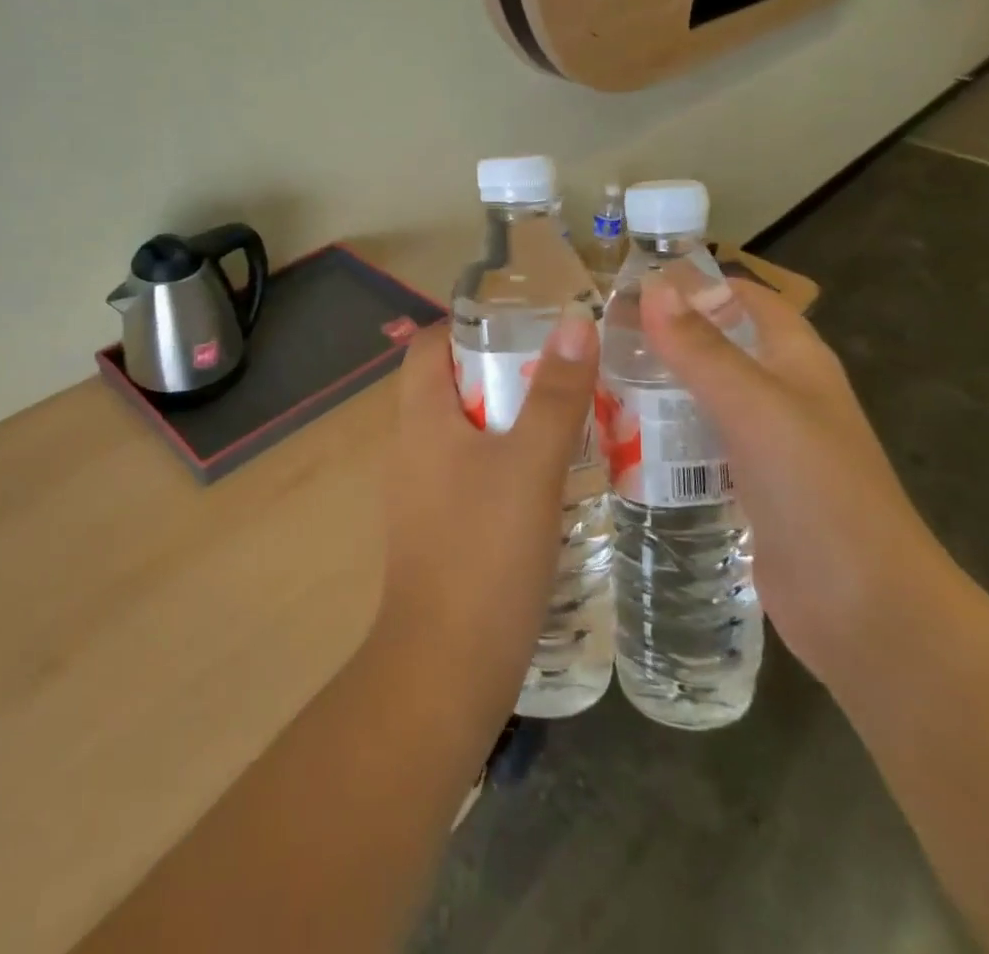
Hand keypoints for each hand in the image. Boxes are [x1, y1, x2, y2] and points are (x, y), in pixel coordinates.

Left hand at [372, 311, 598, 721]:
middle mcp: (413, 447)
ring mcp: (424, 492)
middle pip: (453, 385)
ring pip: (468, 433)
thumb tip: (574, 321)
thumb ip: (555, 393)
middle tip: (566, 372)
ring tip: (573, 417)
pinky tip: (554, 480)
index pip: (430, 344)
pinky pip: (474, 475)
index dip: (471, 325)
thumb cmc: (484, 552)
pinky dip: (510, 463)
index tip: (527, 325)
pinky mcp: (441, 530)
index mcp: (422, 419)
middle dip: (507, 371)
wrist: (445, 668)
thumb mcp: (531, 464)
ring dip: (514, 420)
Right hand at [640, 271, 949, 680]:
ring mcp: (768, 446)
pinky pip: (703, 447)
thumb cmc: (817, 491)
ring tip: (598, 381)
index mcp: (798, 361)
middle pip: (721, 347)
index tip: (632, 284)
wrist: (865, 610)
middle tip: (600, 337)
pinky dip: (669, 437)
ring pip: (707, 398)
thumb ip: (702, 349)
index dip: (698, 284)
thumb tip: (652, 287)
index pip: (748, 299)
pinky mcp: (750, 490)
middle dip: (668, 337)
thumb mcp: (754, 407)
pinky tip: (624, 441)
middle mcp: (784, 395)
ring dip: (663, 388)